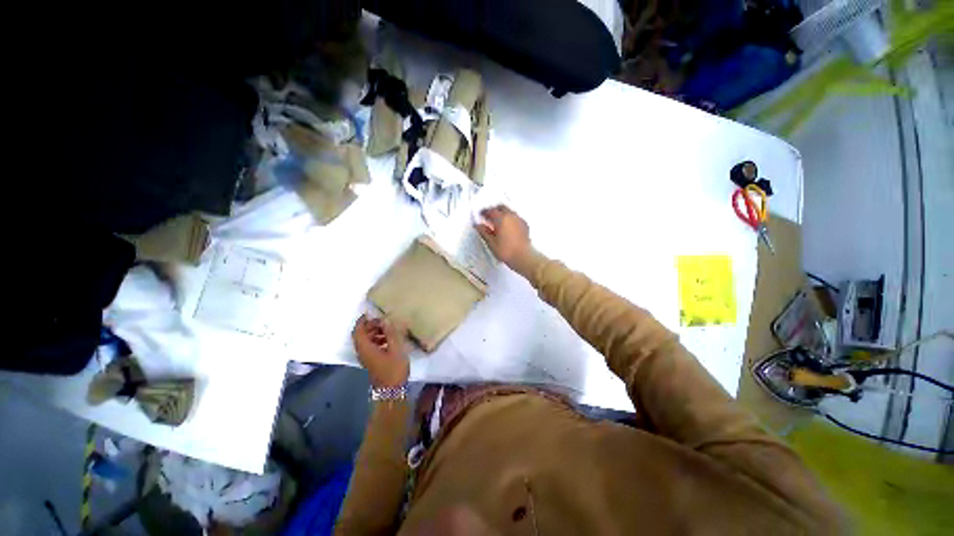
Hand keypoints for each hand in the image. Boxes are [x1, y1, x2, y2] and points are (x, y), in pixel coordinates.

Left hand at [352, 315, 409, 387]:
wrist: (392, 391)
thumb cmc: (393, 369)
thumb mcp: (396, 349)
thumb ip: (390, 333)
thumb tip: (385, 319)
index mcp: (365, 348)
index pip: (358, 331)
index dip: (362, 321)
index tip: (370, 313)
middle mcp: (362, 352)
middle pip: (361, 335)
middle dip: (371, 326)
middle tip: (384, 321)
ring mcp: (367, 358)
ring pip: (366, 341)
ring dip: (375, 332)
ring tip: (389, 329)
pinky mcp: (372, 362)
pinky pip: (371, 347)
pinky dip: (378, 340)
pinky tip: (390, 340)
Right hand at [475, 205, 533, 273]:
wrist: (523, 257)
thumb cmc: (507, 251)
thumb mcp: (491, 243)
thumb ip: (484, 232)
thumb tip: (478, 226)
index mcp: (501, 219)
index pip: (490, 211)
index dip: (484, 212)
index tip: (481, 215)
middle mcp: (511, 216)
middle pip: (501, 208)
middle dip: (494, 210)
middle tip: (489, 217)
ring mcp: (519, 220)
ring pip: (509, 211)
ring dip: (503, 214)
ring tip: (498, 223)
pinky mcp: (525, 225)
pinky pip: (516, 218)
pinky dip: (510, 219)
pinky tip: (508, 228)